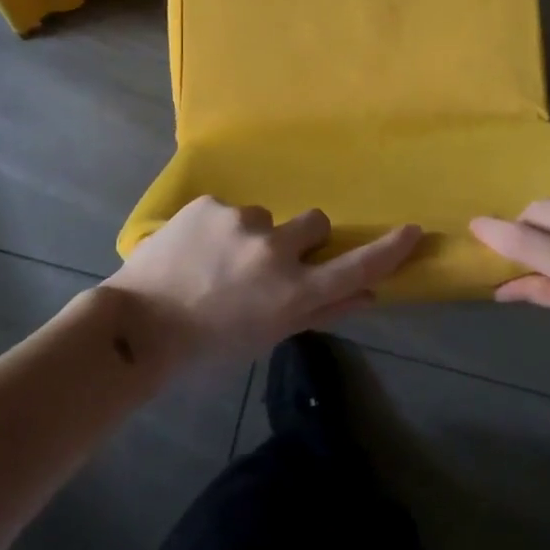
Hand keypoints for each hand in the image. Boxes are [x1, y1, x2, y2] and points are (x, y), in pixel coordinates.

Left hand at [106, 196, 420, 362]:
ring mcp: (241, 222)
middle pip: (315, 223)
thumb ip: (320, 313)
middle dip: (301, 238)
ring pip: (265, 217)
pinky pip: (229, 210)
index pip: (355, 267)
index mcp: (292, 293)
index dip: (388, 250)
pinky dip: (219, 227)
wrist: (137, 325)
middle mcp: (275, 250)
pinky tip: (193, 250)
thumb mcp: (268, 338)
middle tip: (269, 261)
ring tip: (216, 262)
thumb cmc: (208, 345)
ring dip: (252, 235)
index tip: (412, 230)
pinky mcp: (210, 204)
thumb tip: (367, 295)